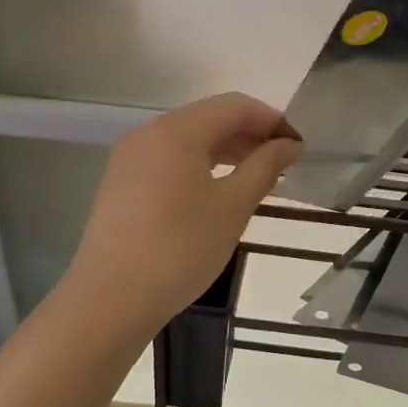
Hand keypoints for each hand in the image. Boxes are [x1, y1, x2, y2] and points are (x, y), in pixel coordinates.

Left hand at [67, 93, 301, 335]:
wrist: (109, 300)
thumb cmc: (180, 248)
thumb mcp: (233, 206)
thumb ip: (264, 167)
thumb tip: (289, 144)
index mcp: (177, 131)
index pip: (235, 106)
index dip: (272, 120)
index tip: (298, 146)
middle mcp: (149, 134)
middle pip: (210, 119)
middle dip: (250, 135)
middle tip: (283, 165)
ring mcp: (130, 159)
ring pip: (189, 140)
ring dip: (227, 152)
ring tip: (257, 179)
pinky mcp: (121, 184)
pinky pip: (170, 160)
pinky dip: (200, 166)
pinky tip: (218, 193)